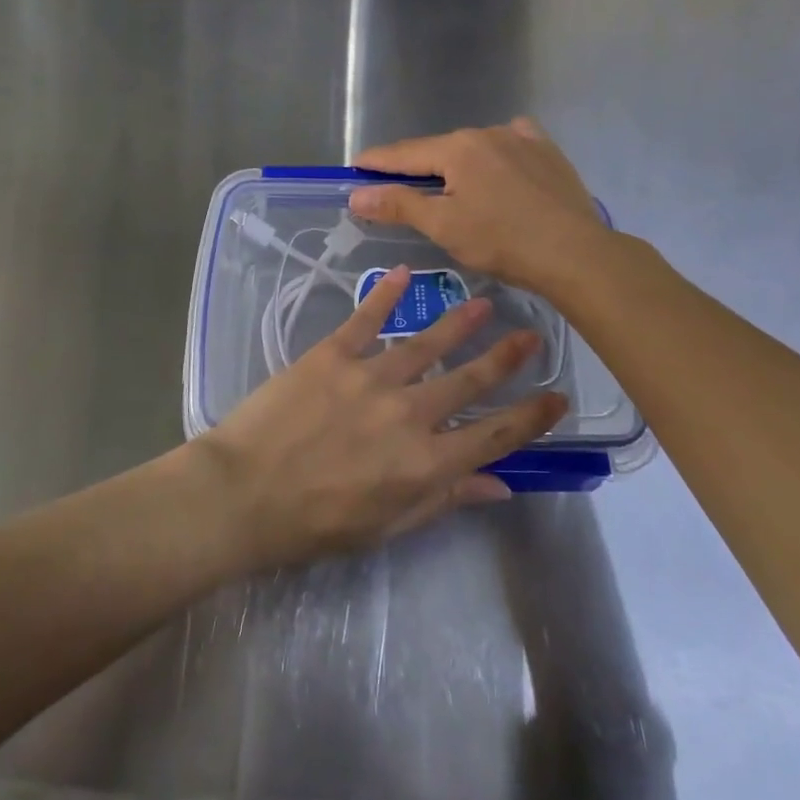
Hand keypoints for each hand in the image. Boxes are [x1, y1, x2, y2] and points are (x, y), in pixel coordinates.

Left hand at [188, 267, 564, 568]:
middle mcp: (409, 413)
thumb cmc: (314, 524)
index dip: (530, 417)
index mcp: (426, 463)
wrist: (243, 494)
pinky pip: (365, 318)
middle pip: (469, 381)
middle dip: (505, 358)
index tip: (556, 396)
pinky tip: (403, 273)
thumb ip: (445, 499)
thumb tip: (500, 485)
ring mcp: (371, 377)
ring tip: (485, 303)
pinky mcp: (332, 354)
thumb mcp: (387, 526)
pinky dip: (385, 294)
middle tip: (532, 335)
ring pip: (427, 343)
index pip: (494, 435)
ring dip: (459, 322)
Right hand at [348, 119, 612, 297]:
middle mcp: (486, 132)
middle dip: (416, 167)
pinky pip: (511, 144)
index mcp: (456, 148)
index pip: (403, 153)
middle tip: (398, 188)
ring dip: (456, 164)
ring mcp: (521, 138)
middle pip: (438, 149)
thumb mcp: (443, 226)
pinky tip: (498, 168)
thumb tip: (357, 194)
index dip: (376, 162)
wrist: (575, 253)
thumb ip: (398, 204)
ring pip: (474, 148)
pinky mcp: (547, 152)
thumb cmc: (501, 241)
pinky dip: (495, 154)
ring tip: (452, 188)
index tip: (354, 167)